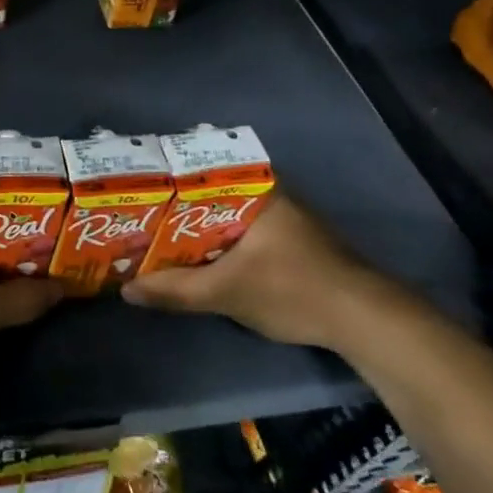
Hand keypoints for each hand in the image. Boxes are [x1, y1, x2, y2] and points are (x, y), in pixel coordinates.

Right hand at [121, 193, 407, 350]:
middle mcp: (268, 193)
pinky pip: (239, 230)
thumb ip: (175, 290)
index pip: (196, 171)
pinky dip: (216, 240)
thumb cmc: (293, 290)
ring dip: (194, 228)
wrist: (366, 321)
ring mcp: (281, 216)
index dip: (161, 183)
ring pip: (223, 214)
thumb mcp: (226, 292)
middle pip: (206, 194)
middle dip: (172, 208)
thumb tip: (126, 291)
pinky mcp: (289, 241)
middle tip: (134, 218)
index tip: (132, 192)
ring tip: (154, 236)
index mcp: (254, 190)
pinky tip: (195, 256)